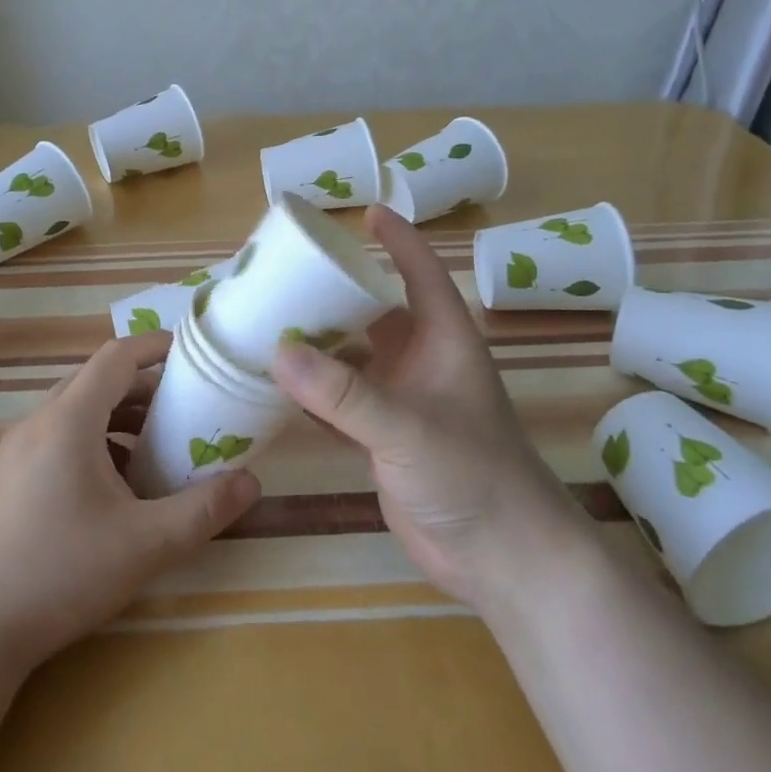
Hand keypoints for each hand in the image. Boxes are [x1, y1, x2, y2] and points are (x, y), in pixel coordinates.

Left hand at [0, 332, 261, 671]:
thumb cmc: (61, 573)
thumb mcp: (146, 544)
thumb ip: (204, 510)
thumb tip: (252, 482)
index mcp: (68, 420)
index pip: (116, 357)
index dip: (155, 347)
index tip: (192, 355)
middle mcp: (37, 422)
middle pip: (96, 381)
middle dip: (144, 386)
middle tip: (186, 407)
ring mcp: (16, 452)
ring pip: (75, 410)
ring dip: (118, 416)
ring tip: (157, 446)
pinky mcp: (7, 479)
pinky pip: (58, 438)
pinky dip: (94, 441)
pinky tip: (116, 485)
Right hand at [272, 206, 586, 609]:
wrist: (502, 559)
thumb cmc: (472, 476)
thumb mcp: (408, 428)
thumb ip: (345, 394)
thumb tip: (278, 351)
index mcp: (444, 342)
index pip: (421, 274)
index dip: (398, 240)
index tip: (366, 212)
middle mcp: (422, 364)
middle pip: (376, 314)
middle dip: (337, 293)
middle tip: (287, 274)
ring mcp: (402, 403)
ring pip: (353, 360)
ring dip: (318, 346)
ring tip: (268, 324)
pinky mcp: (383, 441)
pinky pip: (340, 404)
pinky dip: (312, 394)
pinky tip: (275, 387)